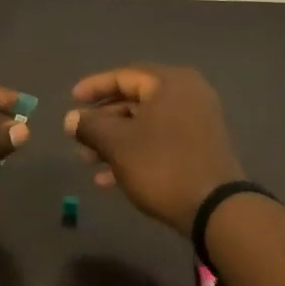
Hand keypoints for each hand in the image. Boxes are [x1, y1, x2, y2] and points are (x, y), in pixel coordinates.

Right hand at [64, 66, 244, 235]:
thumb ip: (90, 127)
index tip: (71, 100)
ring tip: (87, 161)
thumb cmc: (161, 166)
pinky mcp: (199, 148)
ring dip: (114, 141)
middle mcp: (188, 96)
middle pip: (135, 101)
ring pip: (145, 125)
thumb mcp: (117, 144)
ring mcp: (197, 123)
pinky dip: (134, 154)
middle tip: (78, 135)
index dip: (94, 87)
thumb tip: (70, 119)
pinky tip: (108, 179)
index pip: (124, 76)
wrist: (214, 209)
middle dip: (102, 120)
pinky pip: (159, 142)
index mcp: (171, 83)